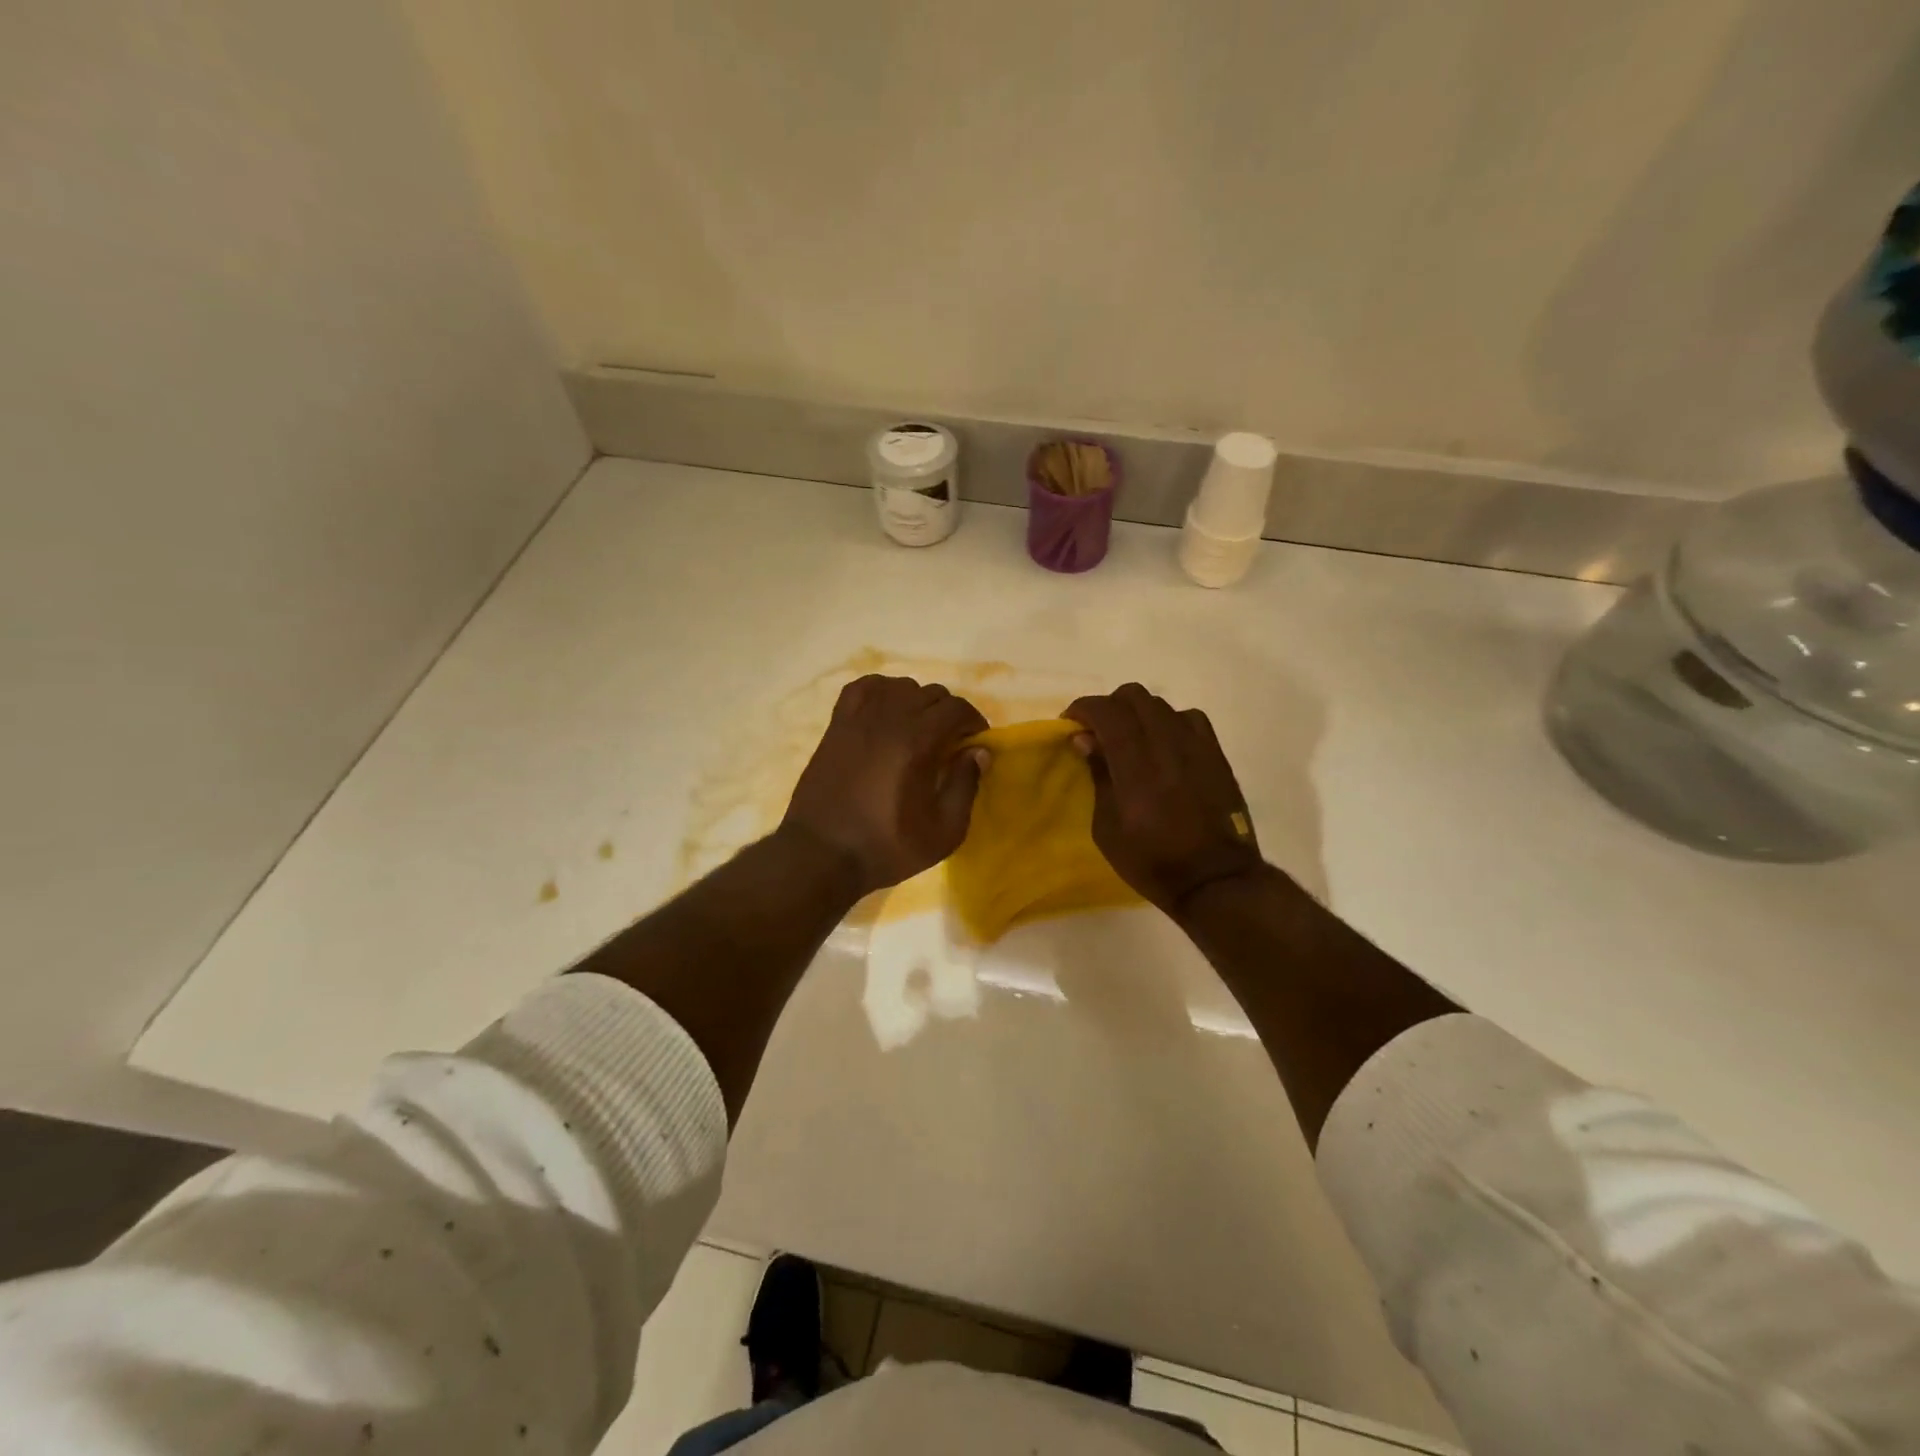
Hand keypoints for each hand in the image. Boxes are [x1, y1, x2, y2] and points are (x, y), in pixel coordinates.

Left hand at [781, 675, 988, 896]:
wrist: (821, 854)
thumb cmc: (886, 847)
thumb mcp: (943, 832)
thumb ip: (965, 786)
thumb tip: (979, 752)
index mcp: (917, 742)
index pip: (956, 708)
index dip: (974, 722)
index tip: (976, 743)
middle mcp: (888, 718)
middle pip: (931, 693)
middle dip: (949, 713)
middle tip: (951, 742)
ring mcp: (858, 718)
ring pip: (899, 686)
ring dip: (918, 701)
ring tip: (919, 729)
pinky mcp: (836, 725)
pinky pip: (862, 688)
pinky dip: (881, 691)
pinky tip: (886, 712)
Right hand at [1063, 683, 1263, 915]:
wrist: (1215, 880)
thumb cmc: (1152, 862)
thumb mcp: (1107, 829)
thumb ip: (1098, 777)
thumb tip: (1085, 740)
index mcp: (1136, 769)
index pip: (1107, 713)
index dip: (1083, 708)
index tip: (1070, 724)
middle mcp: (1168, 747)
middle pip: (1135, 696)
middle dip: (1109, 706)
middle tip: (1097, 731)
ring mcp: (1197, 747)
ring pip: (1161, 704)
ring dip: (1138, 713)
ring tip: (1131, 739)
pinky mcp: (1216, 755)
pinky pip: (1190, 718)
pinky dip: (1169, 721)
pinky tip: (1164, 744)